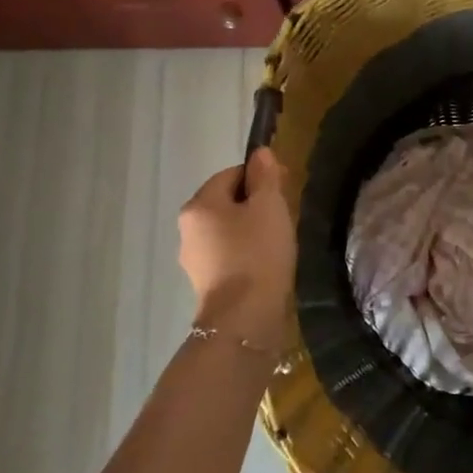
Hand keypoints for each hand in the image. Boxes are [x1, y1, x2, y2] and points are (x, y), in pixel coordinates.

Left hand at [178, 149, 295, 352]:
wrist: (244, 319)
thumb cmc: (257, 253)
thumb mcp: (269, 206)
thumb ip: (266, 176)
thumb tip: (260, 153)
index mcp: (199, 204)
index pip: (231, 174)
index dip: (260, 177)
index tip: (284, 191)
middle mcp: (188, 228)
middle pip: (227, 202)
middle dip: (256, 204)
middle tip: (284, 217)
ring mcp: (194, 259)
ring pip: (227, 229)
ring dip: (251, 230)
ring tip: (278, 243)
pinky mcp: (205, 283)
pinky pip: (228, 254)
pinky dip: (246, 254)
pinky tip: (266, 264)